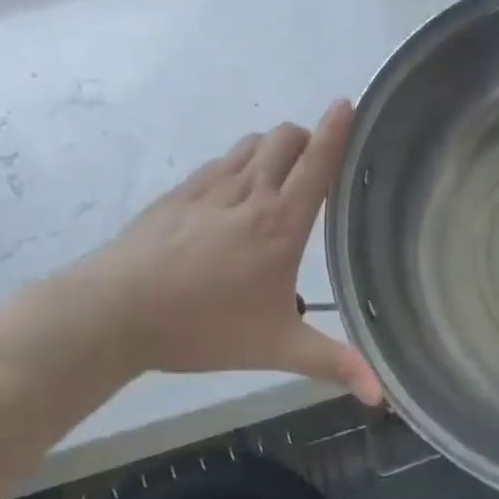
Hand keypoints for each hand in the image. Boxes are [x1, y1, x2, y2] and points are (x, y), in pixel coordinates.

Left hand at [86, 102, 382, 402]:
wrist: (116, 311)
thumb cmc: (204, 327)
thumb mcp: (276, 349)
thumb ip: (333, 364)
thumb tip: (382, 395)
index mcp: (281, 223)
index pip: (318, 163)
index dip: (337, 129)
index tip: (350, 103)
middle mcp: (250, 193)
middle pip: (284, 138)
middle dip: (306, 137)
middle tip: (316, 161)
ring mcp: (210, 188)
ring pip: (250, 144)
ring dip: (272, 148)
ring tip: (277, 175)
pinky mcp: (179, 193)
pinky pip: (220, 161)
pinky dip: (237, 164)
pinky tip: (232, 194)